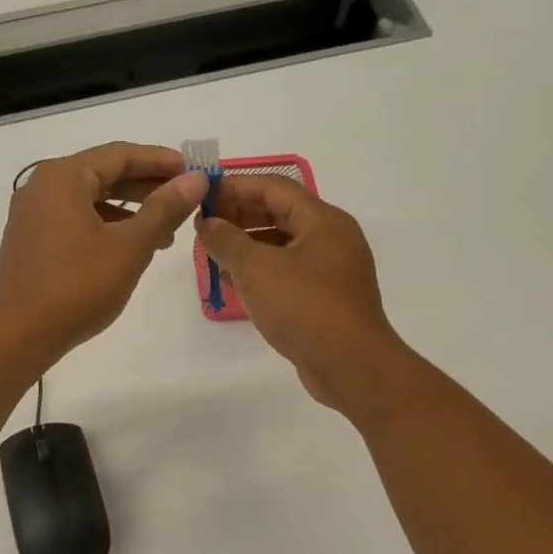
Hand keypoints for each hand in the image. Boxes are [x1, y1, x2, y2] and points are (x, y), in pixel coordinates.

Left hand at [0, 142, 207, 367]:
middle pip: (104, 174)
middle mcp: (42, 187)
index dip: (161, 161)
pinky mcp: (30, 241)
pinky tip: (129, 248)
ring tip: (165, 233)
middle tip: (185, 201)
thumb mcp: (129, 247)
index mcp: (63, 177)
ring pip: (90, 200)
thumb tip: (195, 179)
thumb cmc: (78, 287)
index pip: (121, 154)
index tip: (194, 171)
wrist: (19, 335)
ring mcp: (32, 215)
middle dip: (146, 187)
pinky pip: (74, 220)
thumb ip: (164, 209)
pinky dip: (105, 227)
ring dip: (129, 211)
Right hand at [196, 175, 412, 413]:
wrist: (351, 365)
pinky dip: (261, 272)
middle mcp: (332, 238)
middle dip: (239, 217)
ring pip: (283, 245)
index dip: (235, 187)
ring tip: (213, 256)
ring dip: (247, 246)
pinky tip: (234, 285)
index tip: (202, 197)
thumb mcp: (257, 269)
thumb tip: (208, 224)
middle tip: (204, 227)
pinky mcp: (327, 299)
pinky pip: (288, 273)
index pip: (274, 187)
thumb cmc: (305, 308)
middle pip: (280, 214)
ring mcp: (332, 270)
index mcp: (323, 221)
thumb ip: (227, 241)